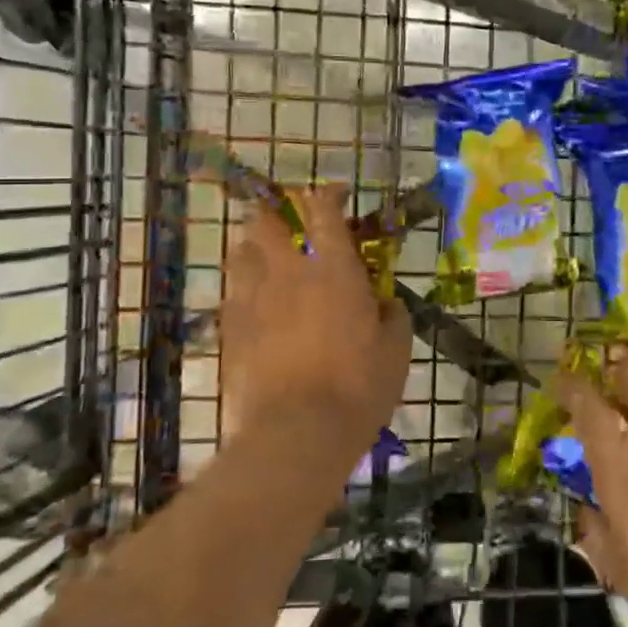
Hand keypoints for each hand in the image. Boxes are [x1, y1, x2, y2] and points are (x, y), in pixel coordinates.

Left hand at [218, 185, 411, 481]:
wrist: (297, 433)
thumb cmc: (358, 387)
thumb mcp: (396, 351)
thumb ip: (393, 316)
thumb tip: (386, 302)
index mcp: (333, 269)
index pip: (323, 210)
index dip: (327, 194)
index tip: (336, 194)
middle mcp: (288, 273)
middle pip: (267, 221)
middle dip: (277, 213)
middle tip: (291, 225)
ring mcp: (253, 299)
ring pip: (240, 253)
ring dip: (255, 248)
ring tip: (268, 261)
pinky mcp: (231, 330)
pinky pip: (231, 294)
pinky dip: (243, 290)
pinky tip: (255, 306)